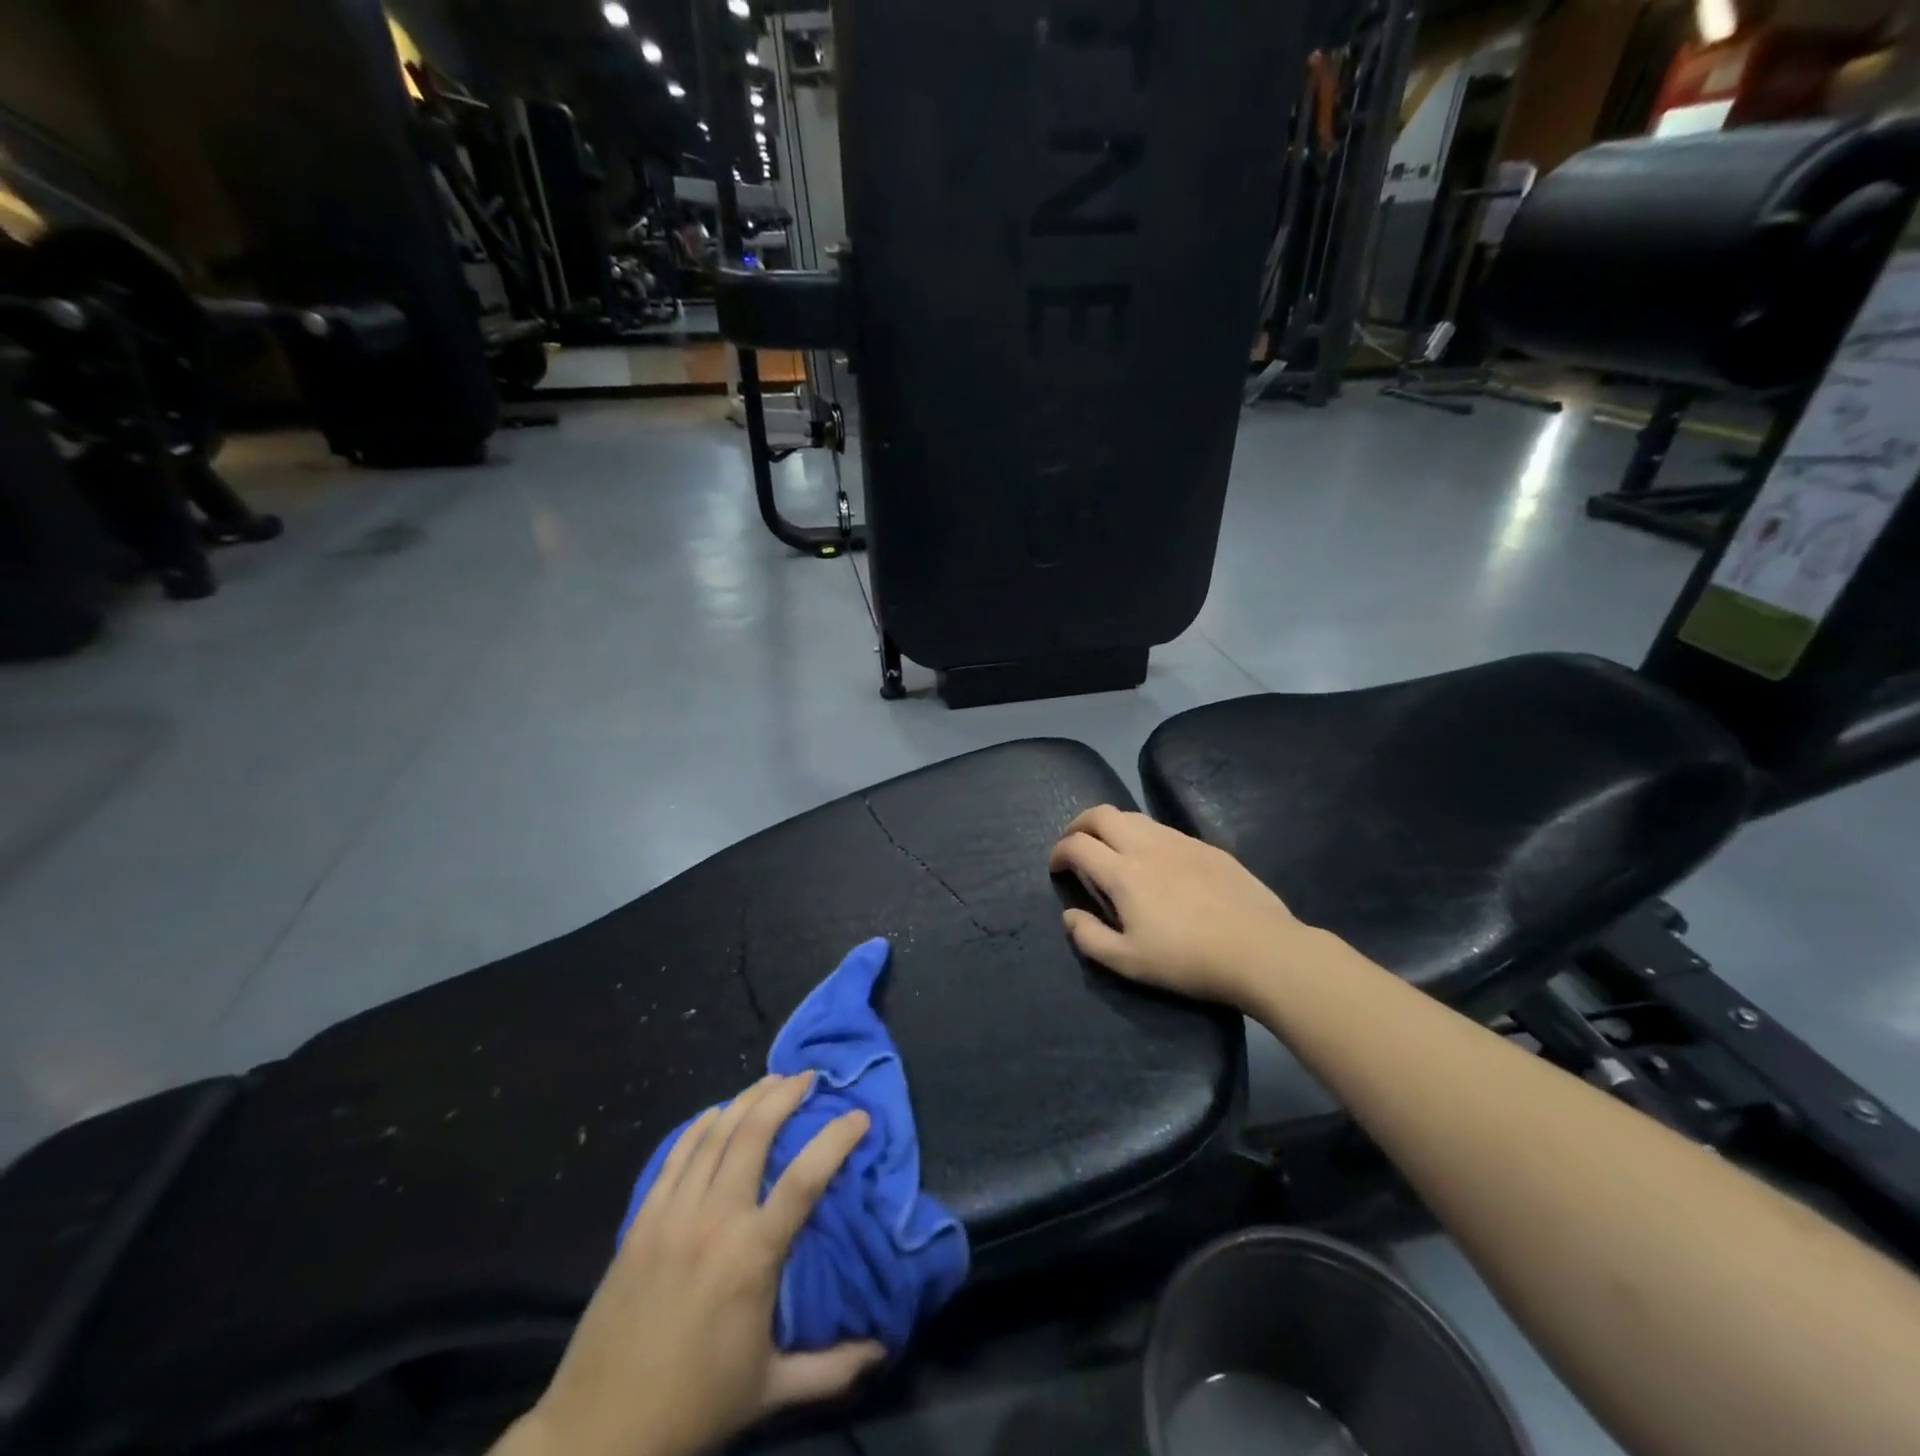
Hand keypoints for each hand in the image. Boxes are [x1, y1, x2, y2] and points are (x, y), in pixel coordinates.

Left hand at [499, 1074, 884, 1455]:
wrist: (597, 1432)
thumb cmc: (693, 1406)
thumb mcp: (771, 1391)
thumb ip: (832, 1369)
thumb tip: (883, 1349)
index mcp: (752, 1255)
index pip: (806, 1177)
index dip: (836, 1138)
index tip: (859, 1115)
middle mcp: (714, 1219)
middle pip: (754, 1133)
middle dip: (784, 1095)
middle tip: (808, 1077)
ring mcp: (673, 1214)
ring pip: (714, 1134)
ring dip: (746, 1099)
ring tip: (771, 1080)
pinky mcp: (642, 1220)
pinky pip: (675, 1156)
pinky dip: (700, 1126)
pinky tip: (715, 1113)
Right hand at [1049, 805, 1324, 1008]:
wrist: (1260, 950)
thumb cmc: (1188, 961)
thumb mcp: (1129, 963)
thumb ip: (1090, 938)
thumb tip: (1069, 915)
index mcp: (1123, 873)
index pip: (1077, 845)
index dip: (1059, 852)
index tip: (1056, 868)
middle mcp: (1146, 846)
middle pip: (1101, 814)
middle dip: (1079, 824)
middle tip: (1075, 845)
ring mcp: (1179, 842)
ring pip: (1133, 816)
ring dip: (1111, 826)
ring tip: (1111, 849)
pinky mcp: (1206, 847)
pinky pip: (1163, 829)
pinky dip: (1143, 835)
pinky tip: (1154, 861)